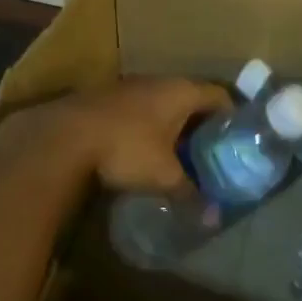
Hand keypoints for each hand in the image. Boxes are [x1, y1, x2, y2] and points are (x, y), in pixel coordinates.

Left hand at [8, 78, 231, 191]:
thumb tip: (213, 219)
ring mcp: (130, 86)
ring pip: (162, 102)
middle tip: (211, 149)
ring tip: (179, 152)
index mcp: (181, 91)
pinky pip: (139, 108)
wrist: (63, 136)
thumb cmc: (127, 148)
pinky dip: (147, 125)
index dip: (232, 115)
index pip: (220, 95)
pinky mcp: (106, 97)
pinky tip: (144, 148)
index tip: (238, 138)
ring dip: (172, 123)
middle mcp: (159, 81)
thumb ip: (190, 194)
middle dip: (202, 122)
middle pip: (191, 97)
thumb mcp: (164, 176)